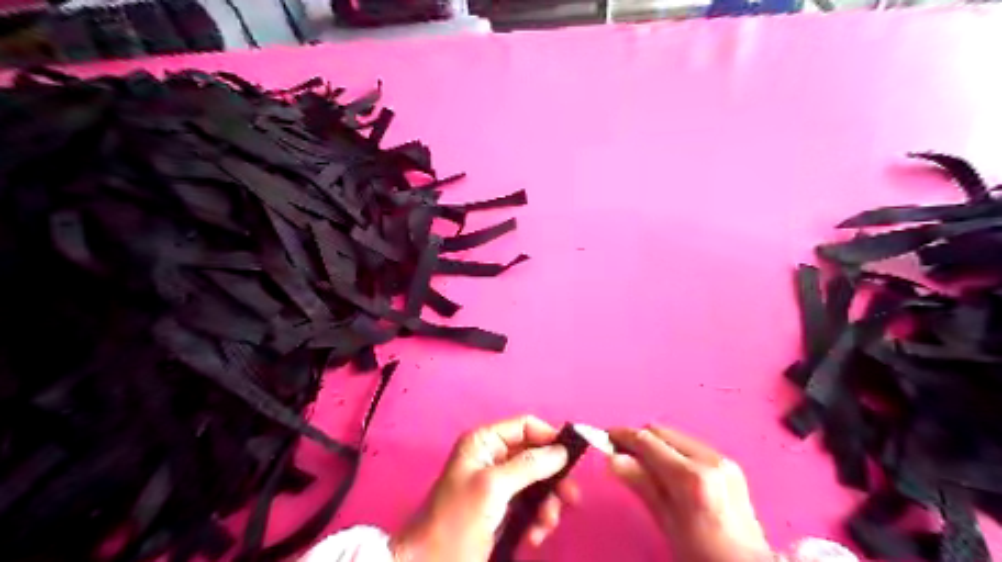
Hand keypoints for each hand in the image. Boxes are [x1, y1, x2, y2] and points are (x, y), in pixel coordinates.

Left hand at [391, 415, 580, 561]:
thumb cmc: (458, 519)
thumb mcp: (493, 487)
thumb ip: (529, 465)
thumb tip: (561, 450)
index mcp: (485, 442)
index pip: (525, 426)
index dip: (549, 438)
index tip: (571, 459)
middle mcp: (493, 458)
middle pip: (536, 456)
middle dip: (553, 479)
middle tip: (570, 499)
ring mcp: (499, 485)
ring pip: (538, 483)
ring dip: (547, 504)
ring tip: (545, 526)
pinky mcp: (503, 510)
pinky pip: (531, 506)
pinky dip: (537, 520)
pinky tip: (533, 538)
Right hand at [607, 426, 768, 560]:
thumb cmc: (702, 554)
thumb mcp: (667, 522)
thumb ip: (641, 484)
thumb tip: (612, 459)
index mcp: (691, 476)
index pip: (647, 441)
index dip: (622, 435)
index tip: (605, 437)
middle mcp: (708, 459)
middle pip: (661, 431)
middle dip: (638, 439)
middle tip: (621, 454)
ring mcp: (721, 459)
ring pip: (675, 436)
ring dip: (656, 444)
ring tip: (644, 466)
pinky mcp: (729, 463)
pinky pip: (690, 445)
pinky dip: (673, 451)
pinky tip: (668, 472)